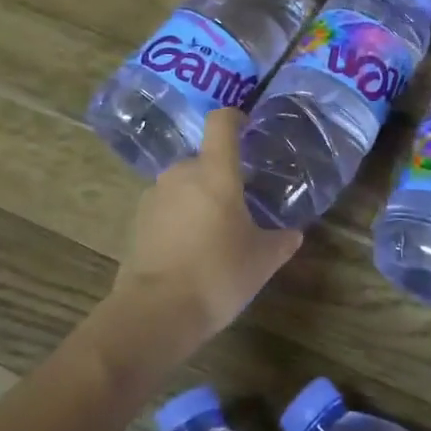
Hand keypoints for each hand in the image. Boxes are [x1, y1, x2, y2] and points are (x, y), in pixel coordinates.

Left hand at [110, 108, 302, 358]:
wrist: (156, 312)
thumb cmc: (218, 274)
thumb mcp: (262, 260)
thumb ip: (281, 241)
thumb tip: (293, 234)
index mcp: (215, 171)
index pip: (221, 122)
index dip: (235, 118)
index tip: (247, 127)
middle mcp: (181, 173)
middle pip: (203, 159)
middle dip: (220, 176)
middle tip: (239, 203)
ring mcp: (154, 196)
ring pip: (183, 185)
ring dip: (198, 199)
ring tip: (215, 232)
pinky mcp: (137, 222)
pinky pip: (166, 208)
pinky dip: (179, 219)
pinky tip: (190, 250)